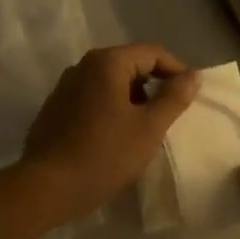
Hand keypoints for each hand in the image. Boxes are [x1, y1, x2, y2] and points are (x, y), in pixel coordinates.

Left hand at [21, 44, 198, 217]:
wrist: (47, 186)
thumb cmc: (104, 155)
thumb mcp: (148, 128)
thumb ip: (173, 98)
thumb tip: (192, 75)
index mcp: (106, 62)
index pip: (152, 52)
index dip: (176, 70)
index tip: (190, 96)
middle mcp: (83, 66)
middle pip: (130, 64)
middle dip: (153, 85)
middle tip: (169, 115)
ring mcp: (65, 86)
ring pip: (110, 82)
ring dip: (132, 98)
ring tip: (145, 128)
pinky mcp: (56, 107)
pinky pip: (92, 97)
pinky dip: (111, 107)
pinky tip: (115, 136)